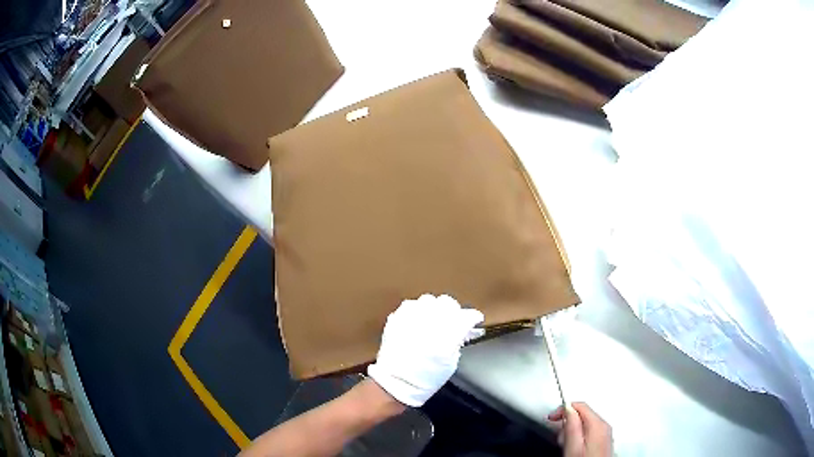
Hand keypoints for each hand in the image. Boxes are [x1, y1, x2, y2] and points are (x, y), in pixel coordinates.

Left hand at [367, 294, 484, 406]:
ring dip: (434, 309)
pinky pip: (411, 305)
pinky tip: (418, 321)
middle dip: (454, 311)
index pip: (466, 316)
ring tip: (434, 320)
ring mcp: (410, 318)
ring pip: (429, 300)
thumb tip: (462, 329)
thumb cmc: (426, 378)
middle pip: (448, 303)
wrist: (396, 382)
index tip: (474, 321)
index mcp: (446, 336)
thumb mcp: (451, 363)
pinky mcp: (396, 318)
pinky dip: (417, 311)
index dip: (473, 318)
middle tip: (454, 322)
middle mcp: (428, 322)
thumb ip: (457, 341)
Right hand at [548, 402, 612, 456]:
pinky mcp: (604, 440)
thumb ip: (570, 426)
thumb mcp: (573, 447)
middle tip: (558, 434)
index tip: (551, 417)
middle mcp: (604, 426)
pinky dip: (579, 435)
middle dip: (568, 421)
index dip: (563, 408)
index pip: (580, 405)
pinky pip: (590, 431)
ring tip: (565, 443)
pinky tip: (574, 446)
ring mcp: (606, 433)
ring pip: (586, 422)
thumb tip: (568, 409)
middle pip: (583, 413)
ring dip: (572, 429)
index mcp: (597, 424)